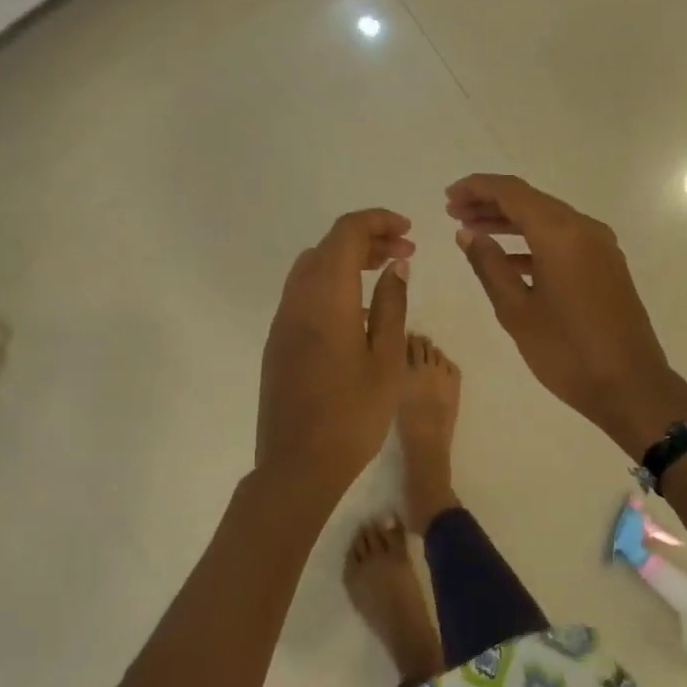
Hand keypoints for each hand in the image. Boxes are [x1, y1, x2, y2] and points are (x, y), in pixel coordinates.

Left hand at [256, 209, 413, 491]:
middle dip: (365, 239)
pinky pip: (303, 295)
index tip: (408, 232)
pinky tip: (356, 311)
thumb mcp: (386, 359)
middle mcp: (296, 300)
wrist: (298, 465)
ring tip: (383, 276)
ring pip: (311, 269)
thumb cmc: (353, 415)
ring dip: (346, 261)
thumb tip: (396, 266)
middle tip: (404, 254)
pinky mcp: (277, 342)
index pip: (346, 233)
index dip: (377, 222)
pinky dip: (331, 284)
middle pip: (327, 247)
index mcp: (325, 297)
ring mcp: (282, 322)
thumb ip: (391, 305)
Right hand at [446, 174, 686, 457]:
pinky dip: (531, 242)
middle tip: (454, 212)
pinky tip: (506, 259)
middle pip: (530, 201)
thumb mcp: (516, 310)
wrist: (629, 386)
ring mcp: (599, 247)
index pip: (512, 192)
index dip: (477, 188)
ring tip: (472, 232)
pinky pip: (562, 240)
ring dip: (510, 222)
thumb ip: (488, 265)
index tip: (448, 196)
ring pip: (547, 220)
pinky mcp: (605, 266)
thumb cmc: (566, 350)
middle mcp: (584, 229)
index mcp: (560, 234)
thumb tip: (467, 234)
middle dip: (490, 203)